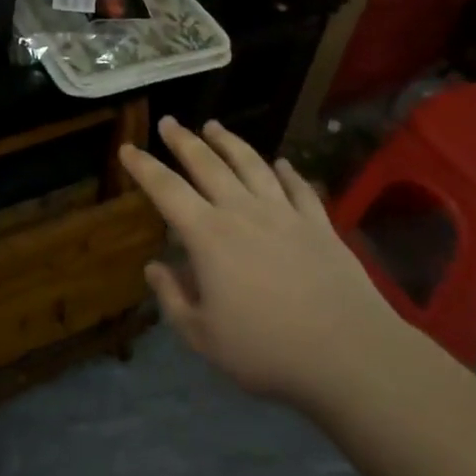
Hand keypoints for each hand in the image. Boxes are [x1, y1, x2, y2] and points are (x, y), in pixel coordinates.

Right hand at [118, 117, 399, 413]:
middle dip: (183, 140)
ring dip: (229, 142)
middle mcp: (243, 211)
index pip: (166, 190)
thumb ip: (173, 299)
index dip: (143, 167)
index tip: (127, 148)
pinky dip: (287, 171)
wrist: (348, 352)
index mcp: (208, 236)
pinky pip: (298, 187)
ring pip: (251, 164)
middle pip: (207, 164)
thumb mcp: (203, 336)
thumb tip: (154, 267)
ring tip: (214, 126)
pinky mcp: (319, 223)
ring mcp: (284, 213)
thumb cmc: (266, 350)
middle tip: (169, 122)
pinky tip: (281, 163)